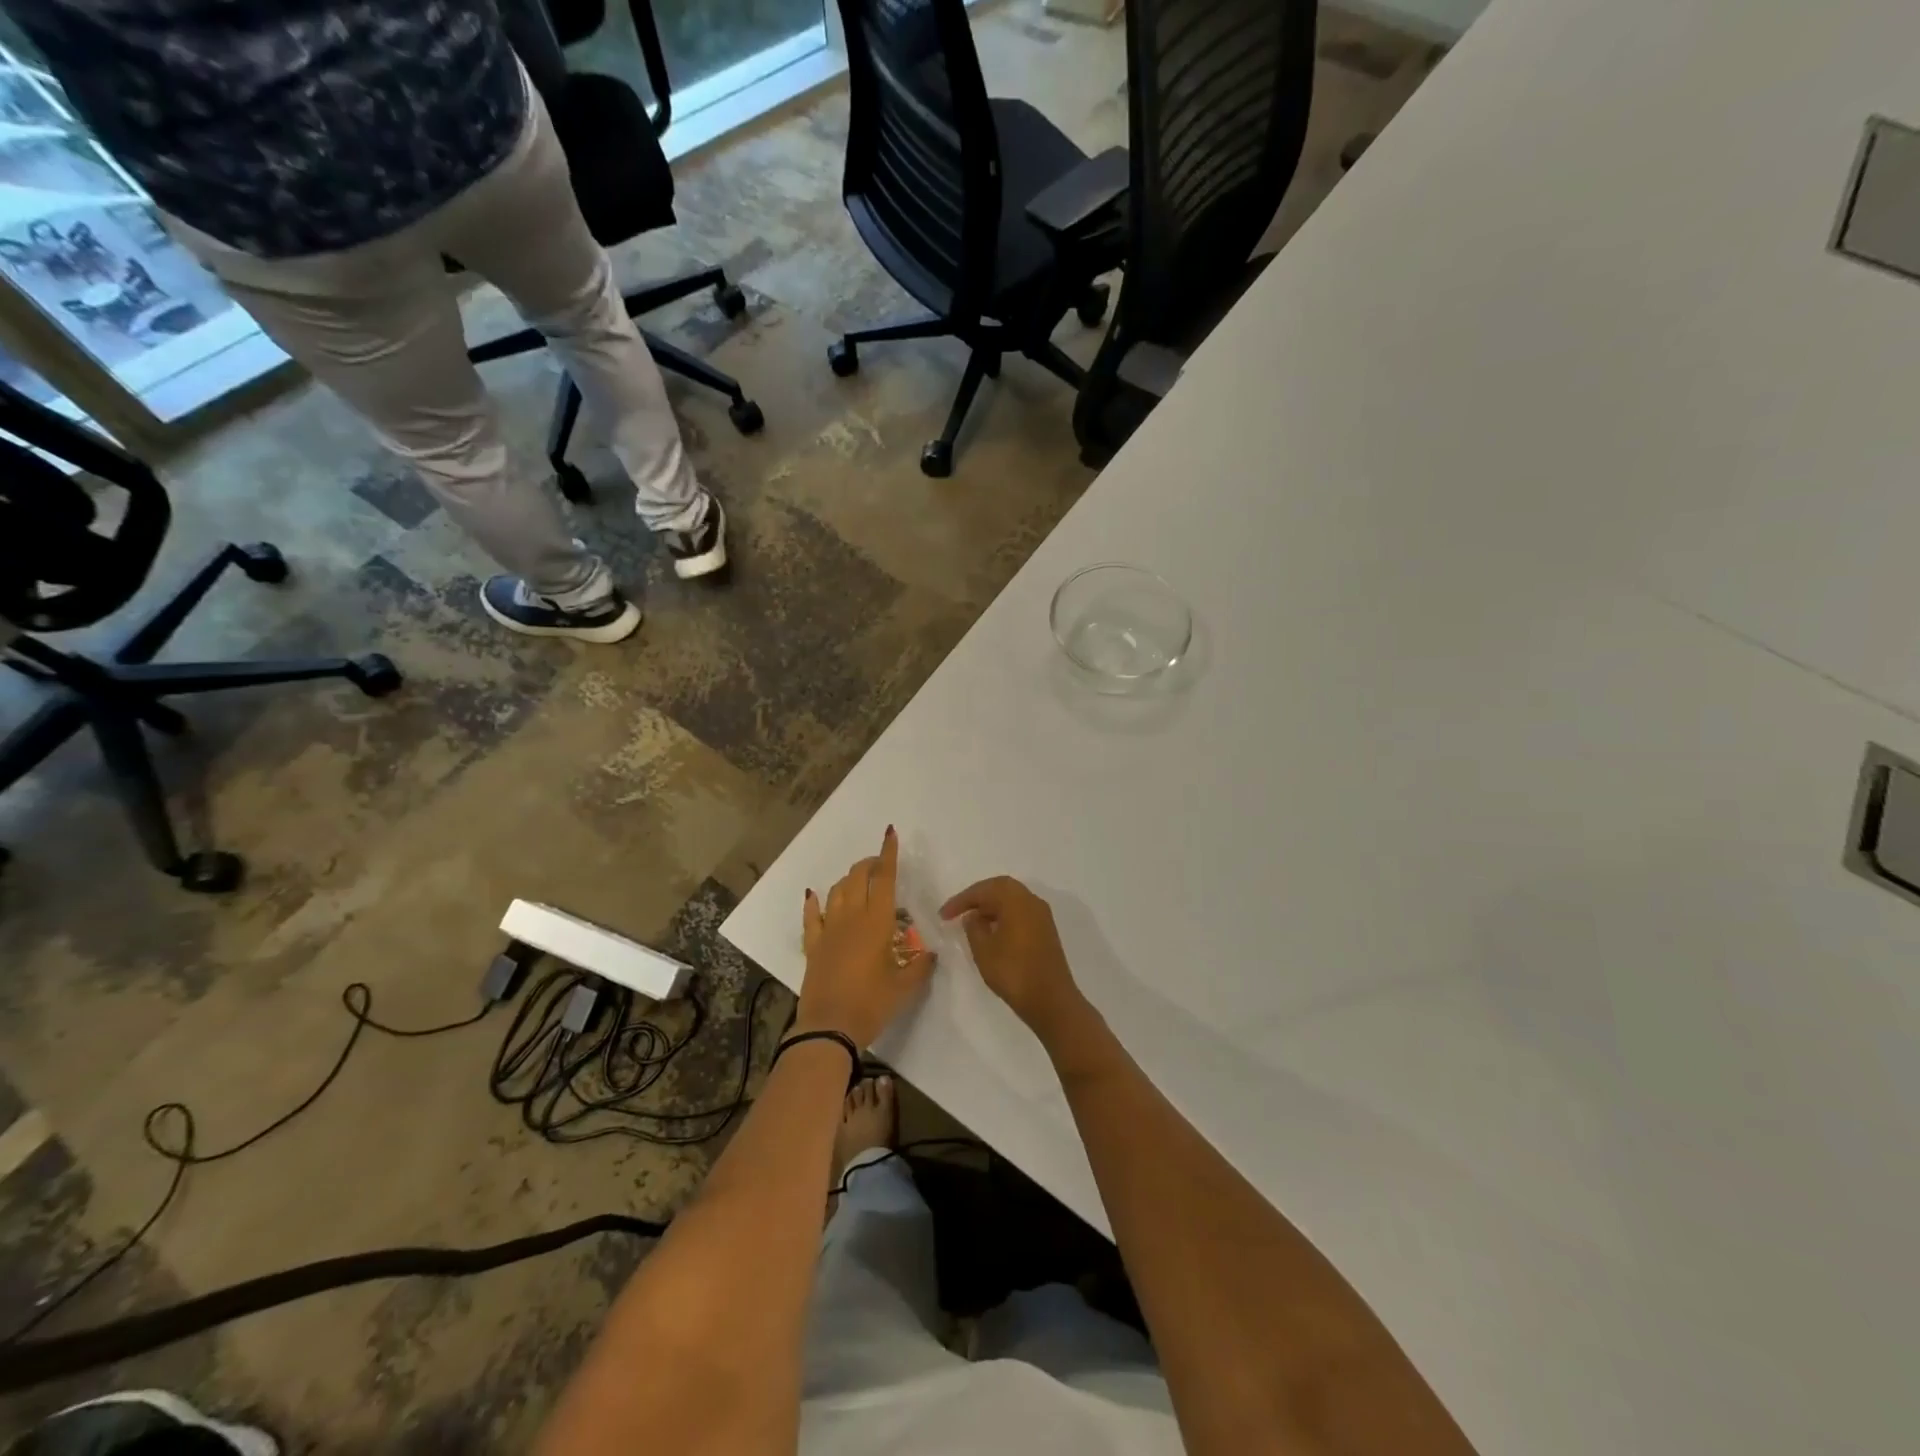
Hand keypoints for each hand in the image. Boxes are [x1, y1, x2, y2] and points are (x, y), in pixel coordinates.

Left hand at [797, 826, 934, 1047]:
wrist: (829, 1027)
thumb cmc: (871, 1004)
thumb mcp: (904, 987)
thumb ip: (919, 967)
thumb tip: (930, 955)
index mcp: (877, 922)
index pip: (884, 879)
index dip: (888, 855)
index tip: (890, 834)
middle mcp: (851, 917)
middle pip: (858, 877)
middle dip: (869, 864)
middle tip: (880, 865)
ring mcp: (828, 930)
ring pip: (837, 891)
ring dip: (849, 880)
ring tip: (859, 881)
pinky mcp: (813, 945)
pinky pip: (811, 916)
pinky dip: (814, 903)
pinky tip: (814, 895)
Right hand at [939, 876, 1088, 1045]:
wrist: (1051, 1000)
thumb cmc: (1013, 973)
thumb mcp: (984, 950)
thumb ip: (974, 928)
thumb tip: (974, 916)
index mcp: (1016, 900)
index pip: (984, 890)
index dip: (961, 900)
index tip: (943, 915)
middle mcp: (1031, 901)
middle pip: (1001, 887)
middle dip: (978, 897)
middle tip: (958, 911)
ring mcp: (1042, 915)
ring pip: (1012, 899)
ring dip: (991, 906)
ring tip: (972, 922)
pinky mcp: (1046, 930)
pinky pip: (1021, 912)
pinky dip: (1004, 915)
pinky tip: (992, 931)